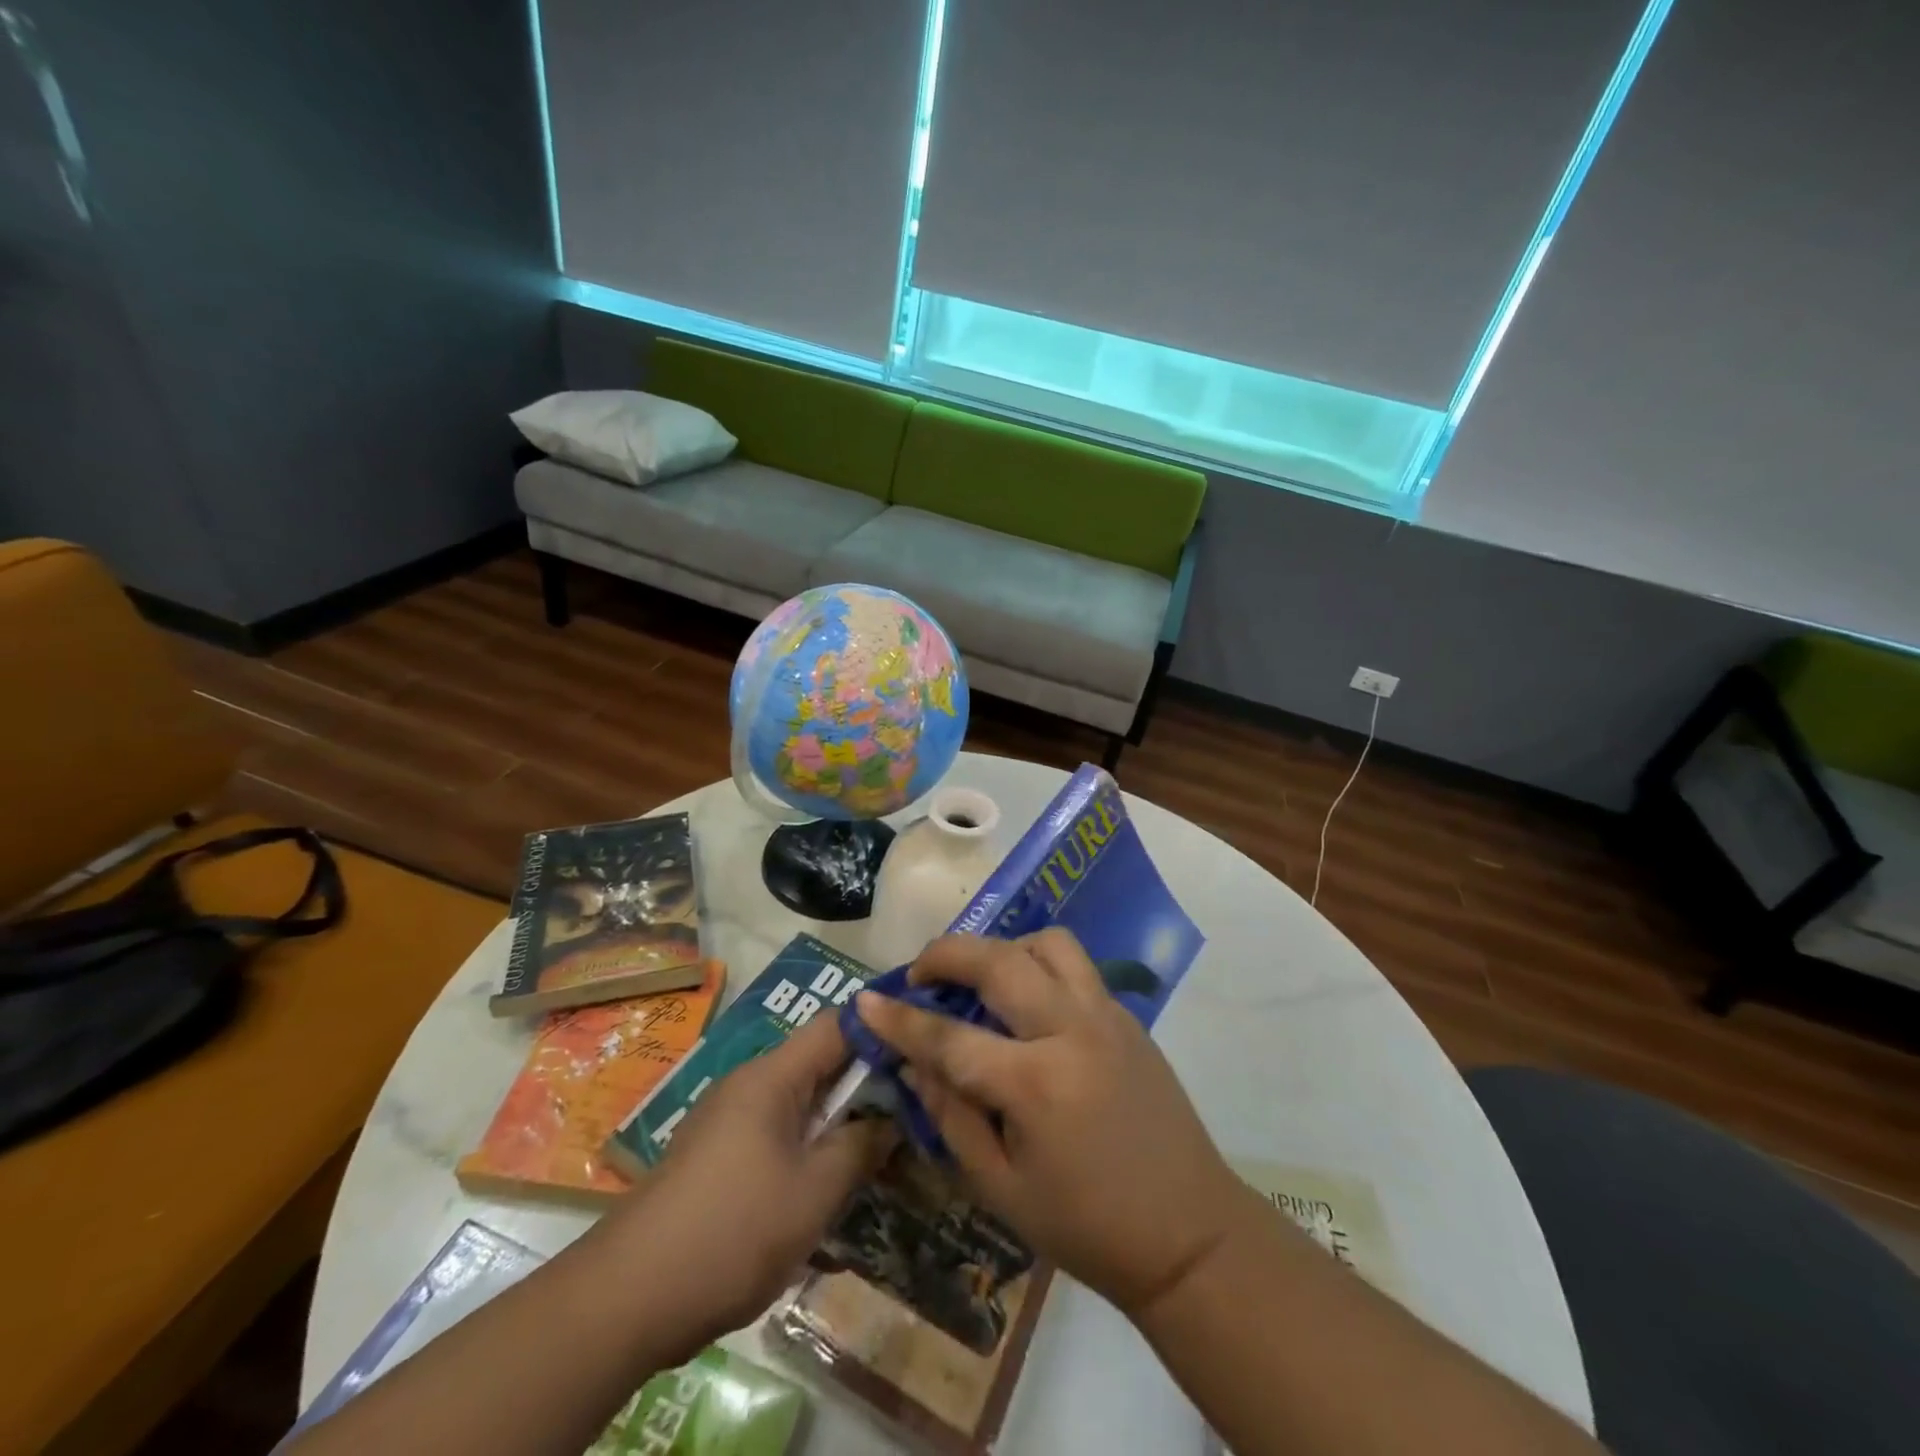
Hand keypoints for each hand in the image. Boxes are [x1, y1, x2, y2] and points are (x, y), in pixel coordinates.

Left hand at [603, 1012, 891, 1348]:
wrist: (626, 1299)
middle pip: (820, 1063)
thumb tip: (891, 1119)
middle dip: (866, 1084)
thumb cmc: (732, 1232)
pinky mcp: (718, 1156)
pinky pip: (778, 1134)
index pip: (837, 1025)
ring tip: (881, 1150)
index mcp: (772, 1076)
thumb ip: (860, 1147)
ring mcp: (729, 1120)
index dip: (881, 1028)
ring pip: (801, 1103)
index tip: (922, 1047)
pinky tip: (829, 1186)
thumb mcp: (813, 1192)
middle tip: (913, 1108)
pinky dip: (809, 1148)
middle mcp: (749, 1084)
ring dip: (839, 1122)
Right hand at [854, 930, 1250, 1316]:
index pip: (950, 1036)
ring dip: (1003, 947)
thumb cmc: (1087, 1226)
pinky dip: (1039, 963)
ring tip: (981, 979)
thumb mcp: (1001, 1188)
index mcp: (1036, 1083)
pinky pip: (1076, 965)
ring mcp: (1106, 1015)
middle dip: (948, 953)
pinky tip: (1026, 1001)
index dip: (901, 1018)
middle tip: (920, 971)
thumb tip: (913, 1063)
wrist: (1189, 1233)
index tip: (866, 999)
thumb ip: (952, 1116)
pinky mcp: (1127, 1016)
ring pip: (1047, 943)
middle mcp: (1072, 1031)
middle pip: (1000, 960)